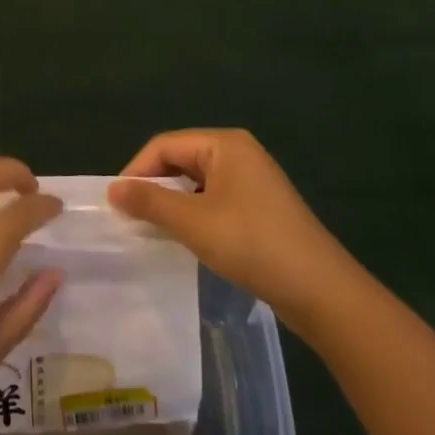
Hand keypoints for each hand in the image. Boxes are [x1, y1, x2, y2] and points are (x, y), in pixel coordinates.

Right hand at [108, 128, 349, 325]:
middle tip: (130, 218)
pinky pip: (214, 200)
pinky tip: (186, 238)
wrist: (321, 291)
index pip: (164, 145)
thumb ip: (150, 202)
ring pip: (196, 182)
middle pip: (180, 159)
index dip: (137, 171)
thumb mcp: (193, 222)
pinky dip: (194, 214)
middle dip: (154, 186)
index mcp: (224, 144)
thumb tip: (112, 189)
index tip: (116, 204)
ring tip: (152, 230)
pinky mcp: (259, 207)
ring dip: (172, 203)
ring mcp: (252, 180)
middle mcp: (238, 152)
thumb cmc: (253, 244)